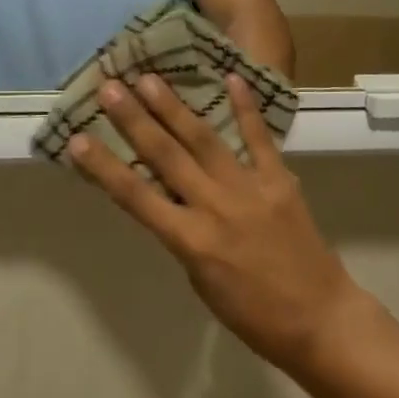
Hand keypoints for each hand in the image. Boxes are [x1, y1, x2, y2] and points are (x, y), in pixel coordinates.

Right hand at [70, 73, 368, 374]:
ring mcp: (249, 189)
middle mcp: (214, 207)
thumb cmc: (254, 315)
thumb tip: (169, 198)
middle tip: (110, 86)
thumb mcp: (202, 282)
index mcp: (190, 241)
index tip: (78, 140)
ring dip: (174, 107)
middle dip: (134, 120)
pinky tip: (231, 78)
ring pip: (204, 140)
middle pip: (166, 157)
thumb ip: (184, 236)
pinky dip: (245, 108)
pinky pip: (259, 139)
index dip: (104, 167)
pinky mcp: (279, 180)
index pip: (136, 197)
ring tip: (149, 78)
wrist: (320, 319)